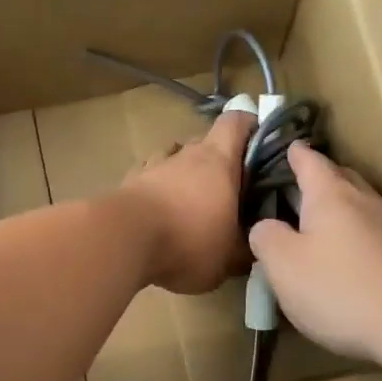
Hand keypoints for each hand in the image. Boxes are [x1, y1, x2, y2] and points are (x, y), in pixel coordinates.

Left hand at [118, 110, 254, 293]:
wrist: (122, 240)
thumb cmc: (188, 241)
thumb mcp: (228, 258)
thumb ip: (244, 249)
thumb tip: (254, 246)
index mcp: (218, 161)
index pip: (236, 122)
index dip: (249, 126)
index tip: (259, 143)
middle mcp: (186, 154)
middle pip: (205, 143)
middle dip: (217, 162)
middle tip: (226, 190)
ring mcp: (153, 166)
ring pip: (174, 158)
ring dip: (183, 174)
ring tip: (188, 203)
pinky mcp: (128, 183)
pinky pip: (148, 178)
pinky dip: (156, 190)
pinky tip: (157, 213)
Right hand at [247, 142, 381, 362]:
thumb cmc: (342, 290)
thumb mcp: (284, 266)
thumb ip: (266, 238)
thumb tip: (265, 225)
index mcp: (331, 195)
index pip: (310, 161)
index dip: (295, 154)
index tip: (287, 147)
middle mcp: (367, 201)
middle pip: (341, 179)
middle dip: (320, 180)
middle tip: (298, 190)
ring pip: (362, 208)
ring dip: (341, 213)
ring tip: (320, 230)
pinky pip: (378, 237)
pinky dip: (360, 241)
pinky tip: (352, 265)